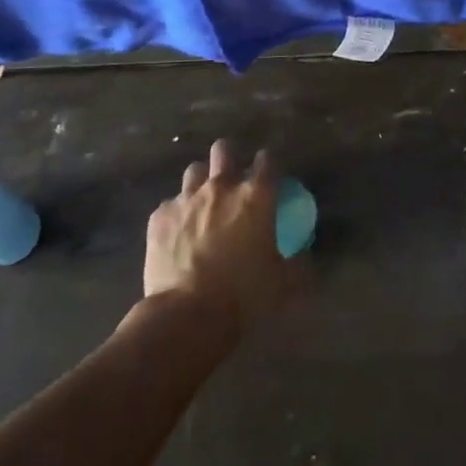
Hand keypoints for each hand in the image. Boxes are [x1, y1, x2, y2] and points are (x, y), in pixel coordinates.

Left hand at [143, 139, 291, 327]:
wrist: (187, 314)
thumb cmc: (243, 296)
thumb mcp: (283, 284)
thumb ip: (298, 265)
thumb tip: (306, 259)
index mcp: (256, 197)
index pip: (268, 161)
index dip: (269, 164)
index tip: (269, 174)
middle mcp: (221, 187)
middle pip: (224, 151)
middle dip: (229, 157)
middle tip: (232, 178)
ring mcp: (187, 199)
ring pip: (194, 170)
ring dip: (201, 181)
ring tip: (203, 201)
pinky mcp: (160, 216)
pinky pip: (170, 204)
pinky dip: (177, 213)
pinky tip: (178, 232)